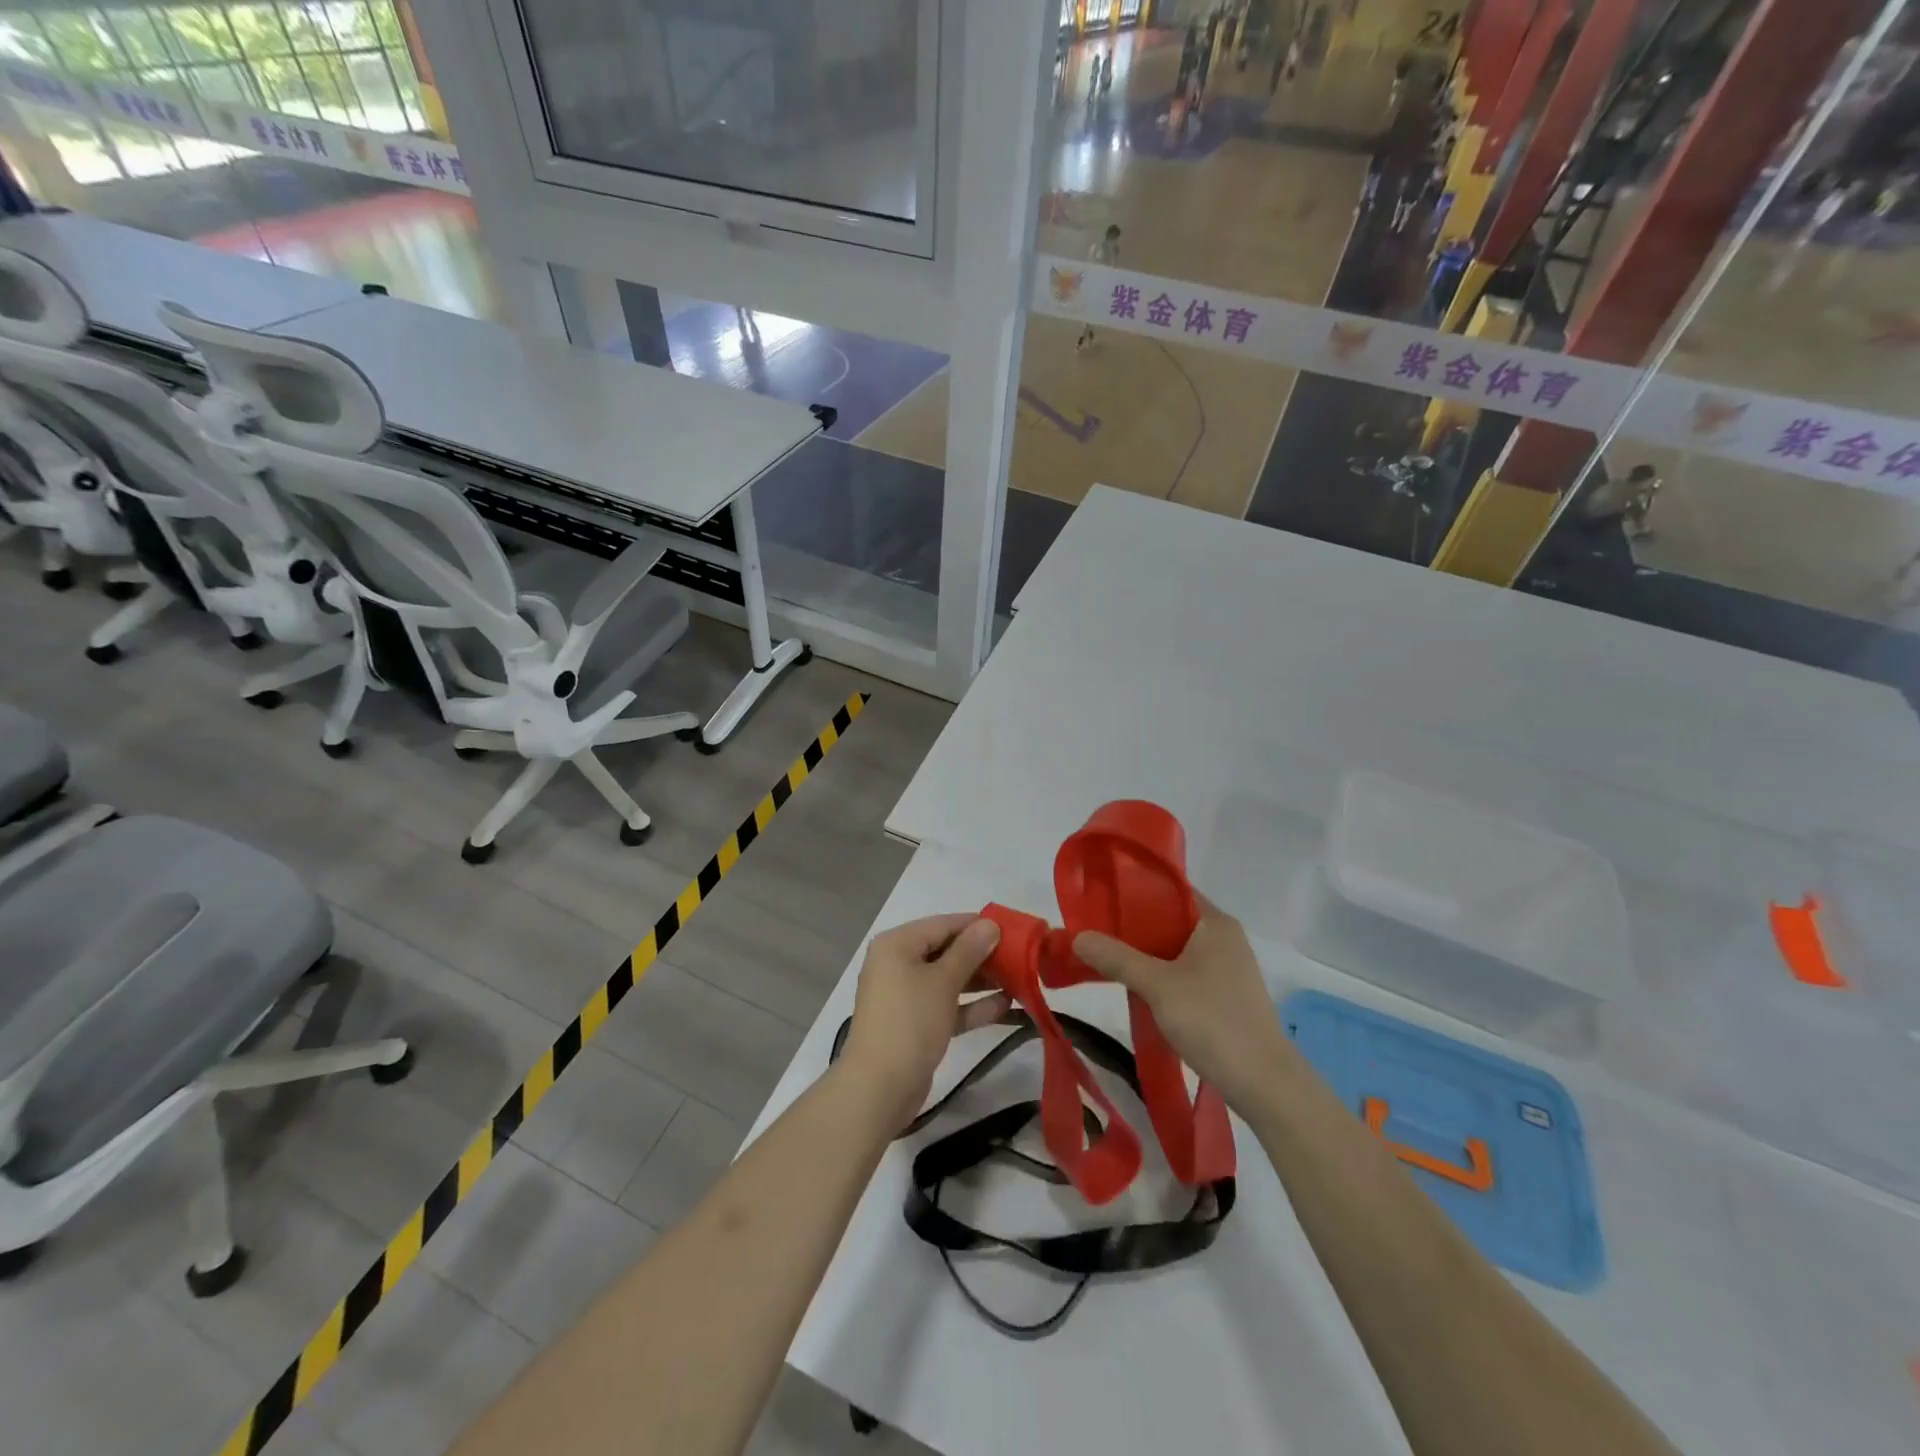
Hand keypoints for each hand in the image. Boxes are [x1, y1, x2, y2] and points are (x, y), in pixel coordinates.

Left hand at [840, 914, 1007, 1129]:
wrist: (879, 1087)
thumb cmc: (910, 1021)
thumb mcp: (943, 981)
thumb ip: (969, 950)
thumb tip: (989, 924)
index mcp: (897, 944)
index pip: (943, 924)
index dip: (977, 925)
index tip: (1012, 930)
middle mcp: (897, 964)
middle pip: (945, 950)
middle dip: (982, 955)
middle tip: (1019, 957)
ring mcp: (905, 995)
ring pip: (948, 979)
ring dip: (981, 980)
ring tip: (1018, 979)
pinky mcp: (914, 1024)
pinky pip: (946, 1005)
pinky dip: (971, 1005)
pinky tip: (1005, 1006)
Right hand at [1073, 896, 1293, 1116]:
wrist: (1264, 1083)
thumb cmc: (1213, 1021)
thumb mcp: (1157, 986)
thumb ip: (1116, 958)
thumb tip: (1078, 936)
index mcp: (1215, 922)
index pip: (1170, 889)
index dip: (1134, 891)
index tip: (1100, 899)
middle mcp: (1224, 938)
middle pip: (1170, 920)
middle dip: (1133, 927)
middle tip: (1096, 932)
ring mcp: (1227, 968)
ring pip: (1176, 949)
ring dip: (1145, 954)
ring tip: (1108, 959)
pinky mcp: (1225, 995)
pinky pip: (1185, 972)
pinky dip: (1161, 975)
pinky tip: (1137, 988)